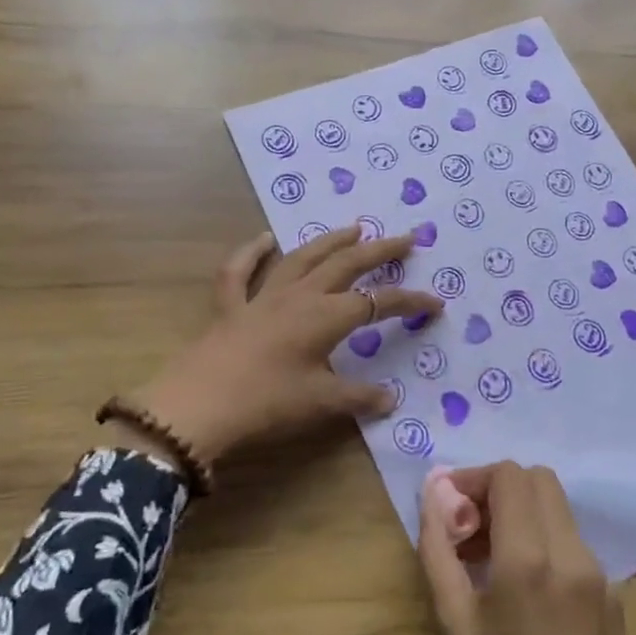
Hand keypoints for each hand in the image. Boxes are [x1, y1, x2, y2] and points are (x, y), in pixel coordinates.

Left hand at [128, 227, 442, 463]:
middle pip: (346, 265)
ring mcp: (263, 297)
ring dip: (330, 241)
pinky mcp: (231, 307)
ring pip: (302, 258)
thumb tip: (389, 399)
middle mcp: (299, 296)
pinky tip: (264, 239)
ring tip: (354, 228)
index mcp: (326, 317)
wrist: (199, 406)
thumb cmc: (267, 402)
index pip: (377, 303)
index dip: (409, 301)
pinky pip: (240, 272)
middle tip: (405, 239)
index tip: (435, 303)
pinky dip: (251, 253)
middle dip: (379, 251)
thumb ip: (358, 398)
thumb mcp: (319, 404)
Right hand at [418, 464, 635, 634]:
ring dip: (521, 514)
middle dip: (498, 490)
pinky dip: (543, 541)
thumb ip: (440, 550)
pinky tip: (522, 590)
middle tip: (468, 529)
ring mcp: (600, 573)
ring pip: (557, 509)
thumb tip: (432, 494)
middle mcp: (572, 553)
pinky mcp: (614, 595)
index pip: (509, 475)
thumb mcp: (458, 628)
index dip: (473, 479)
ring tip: (487, 560)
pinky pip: (572, 543)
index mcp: (530, 559)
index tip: (449, 510)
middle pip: (538, 479)